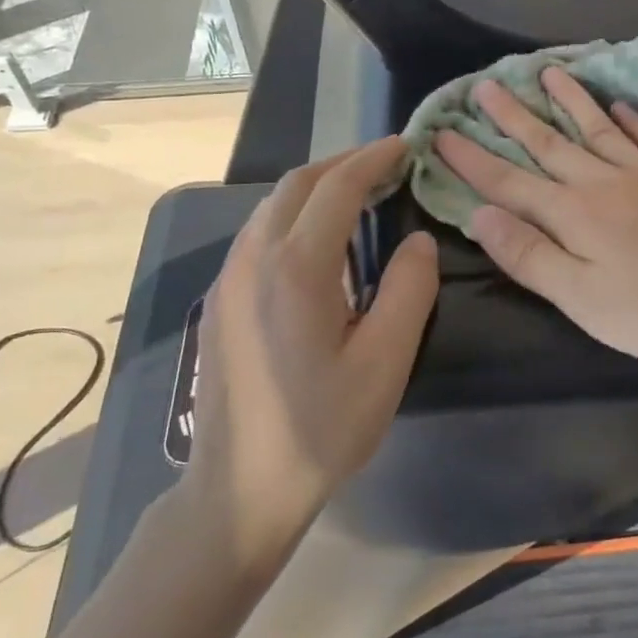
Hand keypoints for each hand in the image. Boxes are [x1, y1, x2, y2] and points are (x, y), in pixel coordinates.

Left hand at [185, 138, 438, 573]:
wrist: (239, 490)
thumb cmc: (321, 428)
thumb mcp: (385, 363)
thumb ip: (409, 291)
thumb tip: (418, 241)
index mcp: (296, 267)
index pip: (336, 188)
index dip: (373, 160)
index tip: (406, 146)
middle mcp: (253, 259)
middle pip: (296, 185)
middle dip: (343, 164)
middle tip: (388, 165)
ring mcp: (228, 279)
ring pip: (272, 207)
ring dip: (317, 188)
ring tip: (360, 194)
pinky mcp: (220, 301)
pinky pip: (259, 235)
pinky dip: (295, 216)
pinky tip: (321, 242)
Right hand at [433, 69, 637, 369]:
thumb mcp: (585, 300)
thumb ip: (531, 256)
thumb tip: (481, 216)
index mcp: (575, 216)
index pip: (510, 182)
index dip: (472, 160)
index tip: (442, 133)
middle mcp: (605, 183)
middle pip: (550, 143)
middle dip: (513, 116)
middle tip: (485, 84)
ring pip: (598, 129)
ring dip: (568, 101)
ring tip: (547, 72)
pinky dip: (628, 119)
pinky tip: (617, 105)